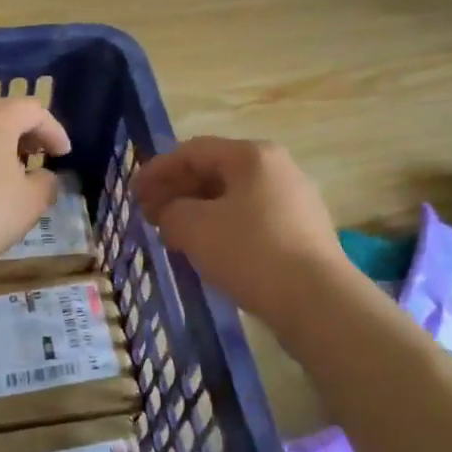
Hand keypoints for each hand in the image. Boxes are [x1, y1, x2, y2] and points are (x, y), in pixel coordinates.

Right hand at [133, 137, 345, 320]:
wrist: (317, 301)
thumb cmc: (250, 252)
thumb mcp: (194, 227)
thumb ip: (171, 212)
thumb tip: (172, 215)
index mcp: (252, 155)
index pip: (193, 150)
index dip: (158, 169)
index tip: (133, 192)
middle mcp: (277, 168)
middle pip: (215, 171)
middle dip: (177, 191)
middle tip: (150, 214)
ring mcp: (294, 200)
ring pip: (233, 197)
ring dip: (198, 211)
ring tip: (173, 234)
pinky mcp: (302, 231)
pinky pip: (251, 219)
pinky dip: (222, 228)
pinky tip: (207, 251)